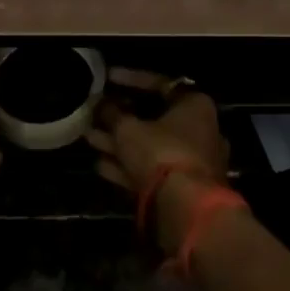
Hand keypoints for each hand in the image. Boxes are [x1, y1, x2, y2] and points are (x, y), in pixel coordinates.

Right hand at [86, 85, 229, 254]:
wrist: (186, 211)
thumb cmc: (161, 153)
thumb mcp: (128, 129)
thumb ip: (112, 113)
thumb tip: (100, 103)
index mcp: (195, 105)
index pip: (159, 84)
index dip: (129, 79)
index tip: (107, 78)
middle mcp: (200, 130)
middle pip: (154, 118)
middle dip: (121, 118)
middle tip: (96, 113)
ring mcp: (193, 162)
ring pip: (150, 146)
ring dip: (119, 143)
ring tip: (89, 137)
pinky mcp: (184, 189)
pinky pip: (152, 170)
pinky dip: (128, 166)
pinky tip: (100, 165)